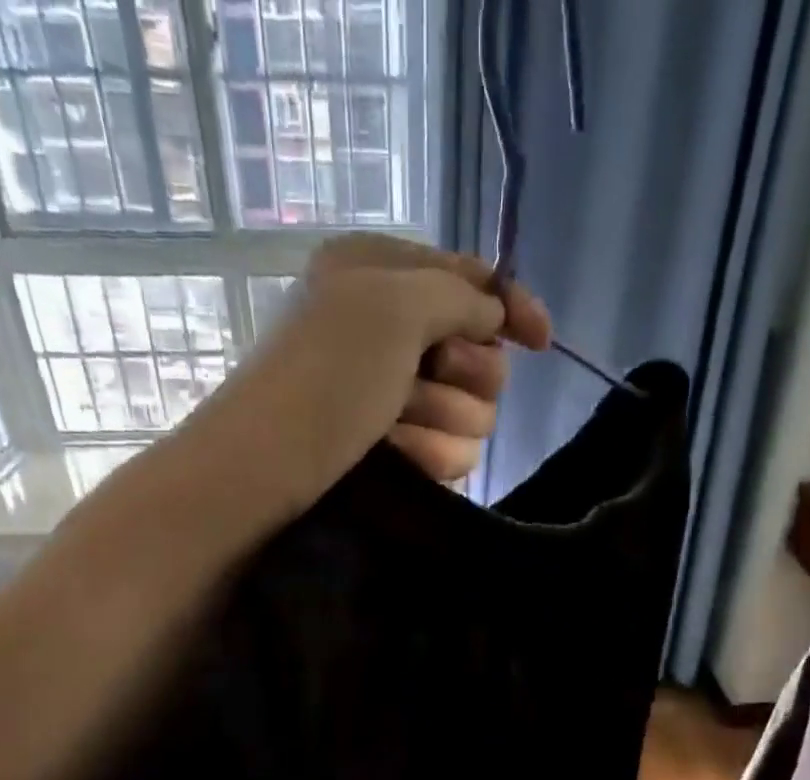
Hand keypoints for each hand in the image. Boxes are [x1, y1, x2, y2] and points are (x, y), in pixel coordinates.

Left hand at [240, 235, 551, 493]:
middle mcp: (394, 333)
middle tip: (424, 380)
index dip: (512, 308)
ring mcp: (397, 399)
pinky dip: (428, 456)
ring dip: (441, 421)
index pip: (473, 282)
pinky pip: (452, 454)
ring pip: (474, 414)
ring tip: (393, 430)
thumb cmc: (324, 376)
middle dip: (464, 374)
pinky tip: (395, 458)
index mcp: (384, 275)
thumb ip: (459, 295)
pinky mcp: (400, 454)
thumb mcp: (392, 305)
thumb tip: (496, 313)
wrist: (268, 473)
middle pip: (482, 355)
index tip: (540, 341)